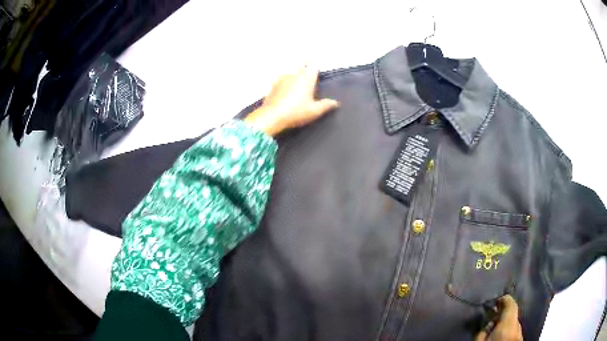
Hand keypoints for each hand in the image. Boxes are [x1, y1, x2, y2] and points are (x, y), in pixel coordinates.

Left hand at [244, 65, 338, 136]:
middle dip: (305, 66)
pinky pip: (280, 79)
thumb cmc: (296, 112)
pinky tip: (284, 88)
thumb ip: (326, 105)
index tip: (317, 68)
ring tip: (297, 81)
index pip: (313, 65)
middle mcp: (294, 74)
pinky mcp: (272, 85)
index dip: (316, 65)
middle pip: (301, 65)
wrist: (272, 116)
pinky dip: (284, 81)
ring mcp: (281, 78)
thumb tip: (336, 103)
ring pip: (290, 71)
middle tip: (308, 72)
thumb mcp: (314, 111)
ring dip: (294, 74)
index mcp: (306, 78)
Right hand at [475, 295, 522, 340]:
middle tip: (492, 319)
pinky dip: (508, 333)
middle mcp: (518, 326)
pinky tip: (501, 338)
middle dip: (503, 317)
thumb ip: (484, 331)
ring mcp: (520, 335)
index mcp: (508, 322)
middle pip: (512, 316)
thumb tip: (488, 324)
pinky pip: (514, 334)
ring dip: (506, 326)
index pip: (510, 303)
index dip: (503, 299)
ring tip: (496, 331)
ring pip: (514, 326)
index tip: (495, 301)